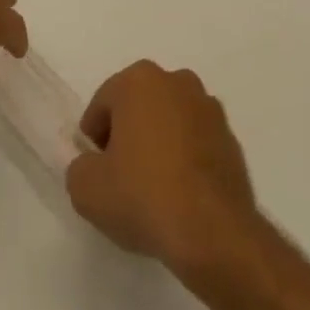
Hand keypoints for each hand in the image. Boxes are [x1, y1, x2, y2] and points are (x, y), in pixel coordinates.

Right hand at [65, 61, 258, 277]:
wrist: (212, 228)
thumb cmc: (143, 196)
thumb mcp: (86, 189)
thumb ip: (80, 167)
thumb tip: (93, 164)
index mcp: (140, 80)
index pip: (103, 103)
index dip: (94, 138)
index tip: (95, 170)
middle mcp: (176, 80)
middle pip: (138, 105)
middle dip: (127, 134)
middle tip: (119, 178)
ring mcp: (207, 106)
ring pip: (169, 120)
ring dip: (158, 143)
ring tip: (152, 189)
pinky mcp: (229, 134)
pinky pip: (195, 140)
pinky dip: (184, 157)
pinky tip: (180, 194)